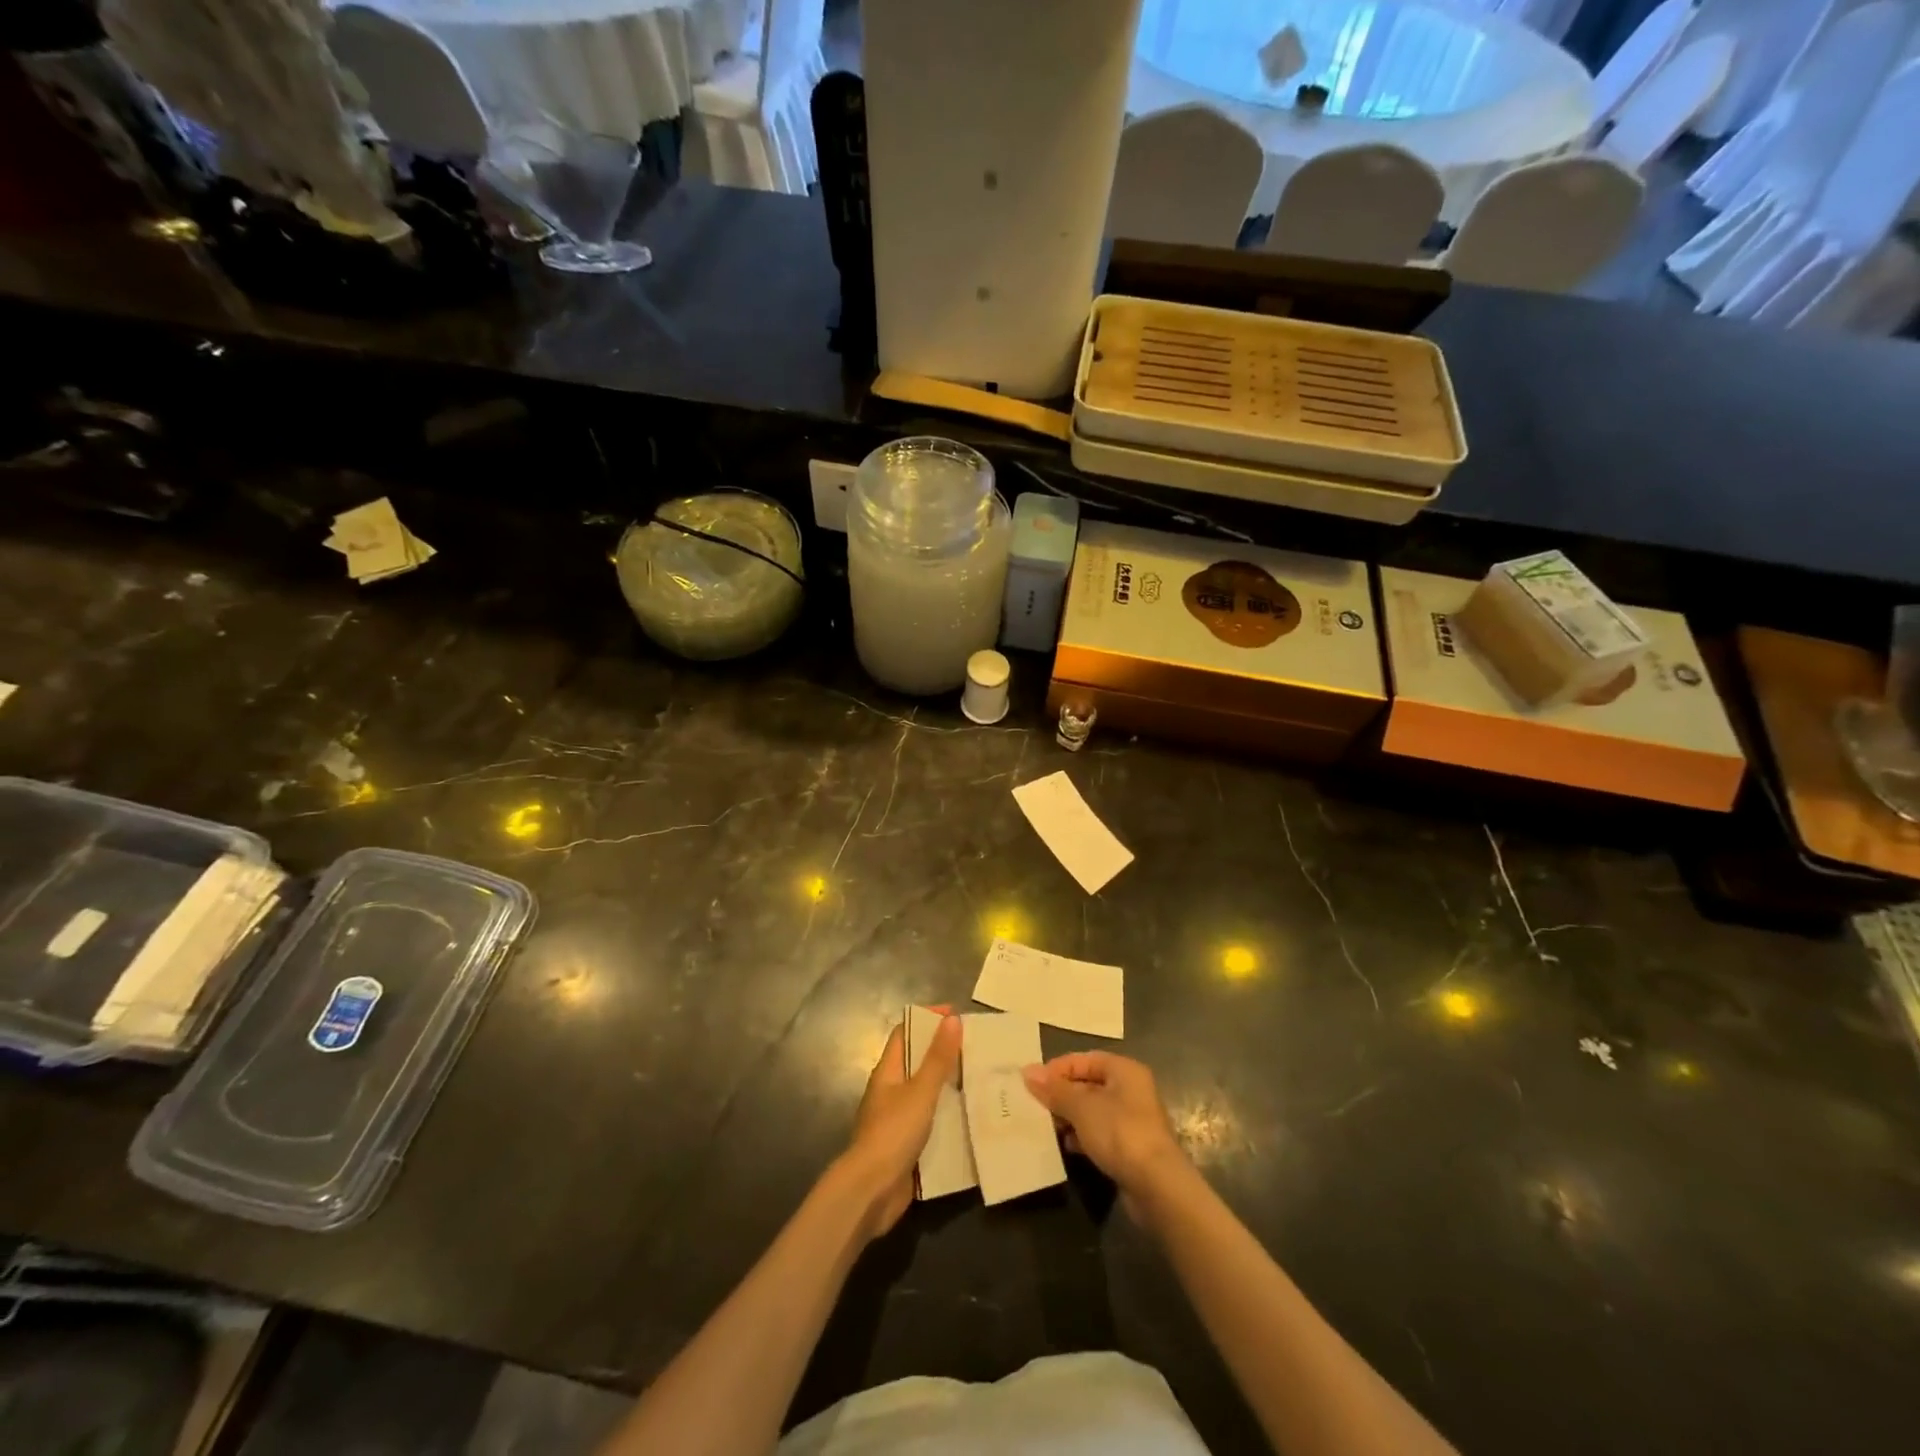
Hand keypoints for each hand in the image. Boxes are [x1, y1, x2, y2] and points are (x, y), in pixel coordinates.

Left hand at [840, 1013, 961, 1240]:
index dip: (926, 1020)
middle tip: (977, 1049)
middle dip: (944, 1053)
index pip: (905, 1033)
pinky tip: (973, 1118)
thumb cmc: (893, 1133)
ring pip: (927, 1093)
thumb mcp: (920, 1092)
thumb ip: (937, 1058)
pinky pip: (932, 1122)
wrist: (871, 1192)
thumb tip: (952, 1019)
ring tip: (982, 1079)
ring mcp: (898, 1119)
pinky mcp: (908, 1145)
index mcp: (888, 1071)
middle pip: (917, 1062)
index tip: (955, 1015)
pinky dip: (949, 1116)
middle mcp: (891, 1091)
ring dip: (950, 1086)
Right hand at [1023, 1052, 1188, 1199]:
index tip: (1032, 1083)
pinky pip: (1100, 1133)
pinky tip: (1067, 1146)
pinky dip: (1082, 1136)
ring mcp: (1132, 1120)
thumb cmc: (1120, 1133)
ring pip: (1093, 1110)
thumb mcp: (1082, 1107)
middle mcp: (1131, 1090)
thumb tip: (1028, 1072)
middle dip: (1061, 1094)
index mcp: (1124, 1070)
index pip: (1084, 1059)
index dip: (1057, 1068)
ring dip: (1069, 1117)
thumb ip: (1055, 1089)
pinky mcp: (1130, 1148)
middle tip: (1034, 1105)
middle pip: (1088, 1084)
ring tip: (1046, 1126)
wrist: (1157, 1187)